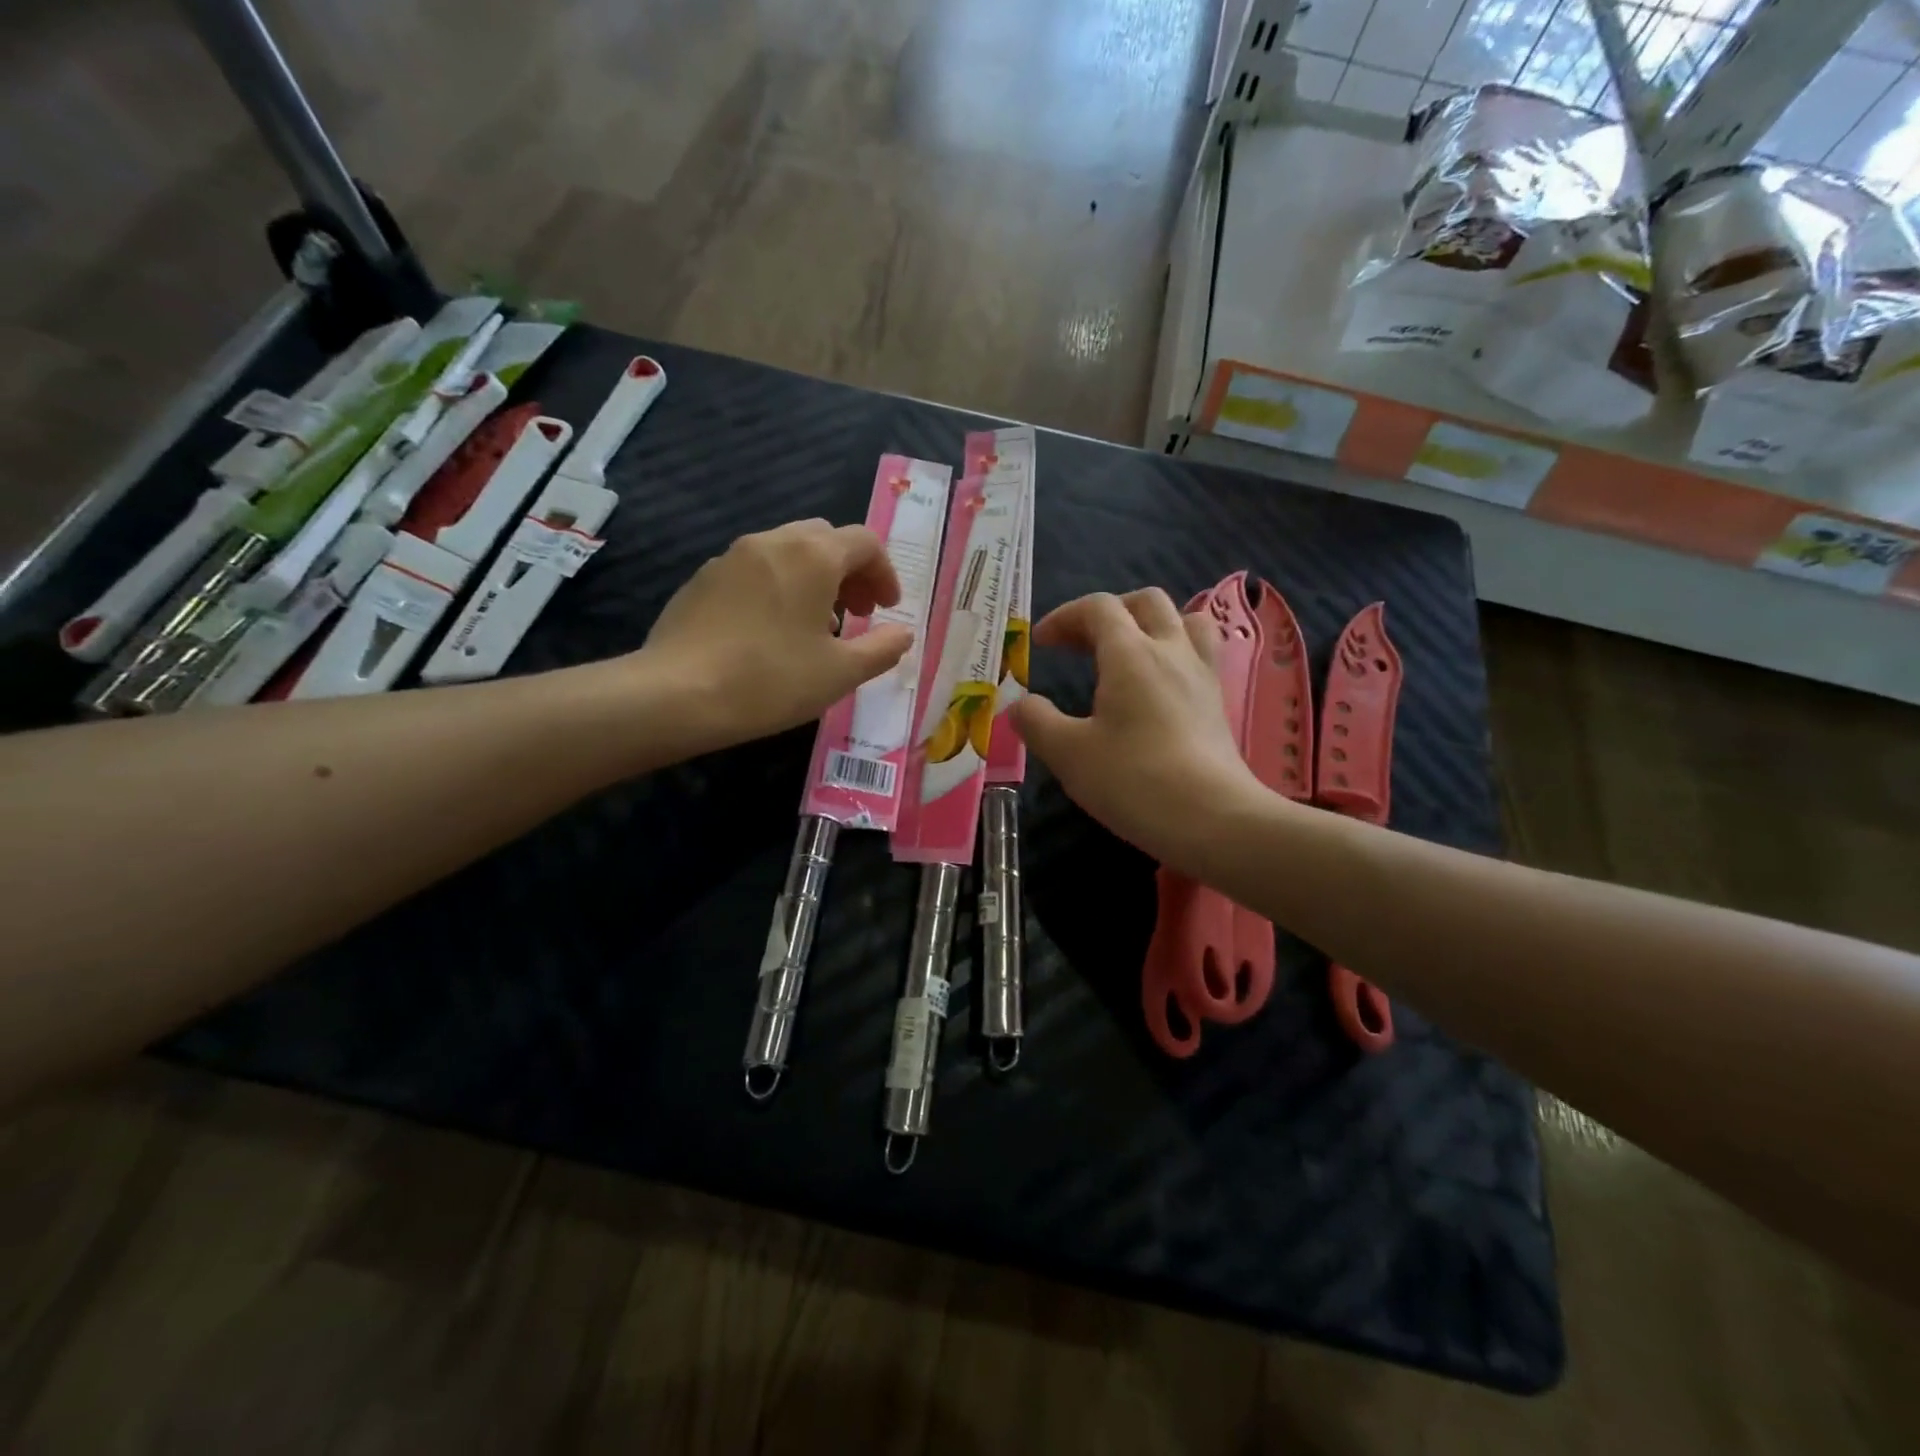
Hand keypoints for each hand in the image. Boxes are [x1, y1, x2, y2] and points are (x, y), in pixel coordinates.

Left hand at [641, 518, 912, 749]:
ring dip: (814, 579)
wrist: (677, 694)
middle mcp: (772, 542)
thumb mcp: (840, 673)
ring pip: (787, 552)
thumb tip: (903, 634)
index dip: (885, 574)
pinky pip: (754, 570)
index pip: (864, 543)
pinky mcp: (702, 579)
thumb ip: (882, 649)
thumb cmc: (772, 680)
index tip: (887, 610)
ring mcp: (731, 557)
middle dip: (850, 571)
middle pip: (824, 539)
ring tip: (816, 627)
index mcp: (812, 556)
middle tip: (858, 613)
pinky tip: (771, 633)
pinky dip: (778, 587)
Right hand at [1012, 589, 1264, 869]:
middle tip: (1082, 644)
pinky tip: (1159, 687)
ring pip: (1185, 620)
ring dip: (1152, 625)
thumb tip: (1020, 705)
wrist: (1213, 819)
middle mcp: (1171, 651)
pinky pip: (1200, 654)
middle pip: (1145, 602)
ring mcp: (1202, 675)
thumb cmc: (1134, 781)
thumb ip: (1036, 722)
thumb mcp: (1068, 754)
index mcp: (1131, 654)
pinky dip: (1175, 653)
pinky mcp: (1218, 703)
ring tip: (1129, 653)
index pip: (1098, 608)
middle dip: (1108, 612)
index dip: (1065, 617)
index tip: (1041, 644)